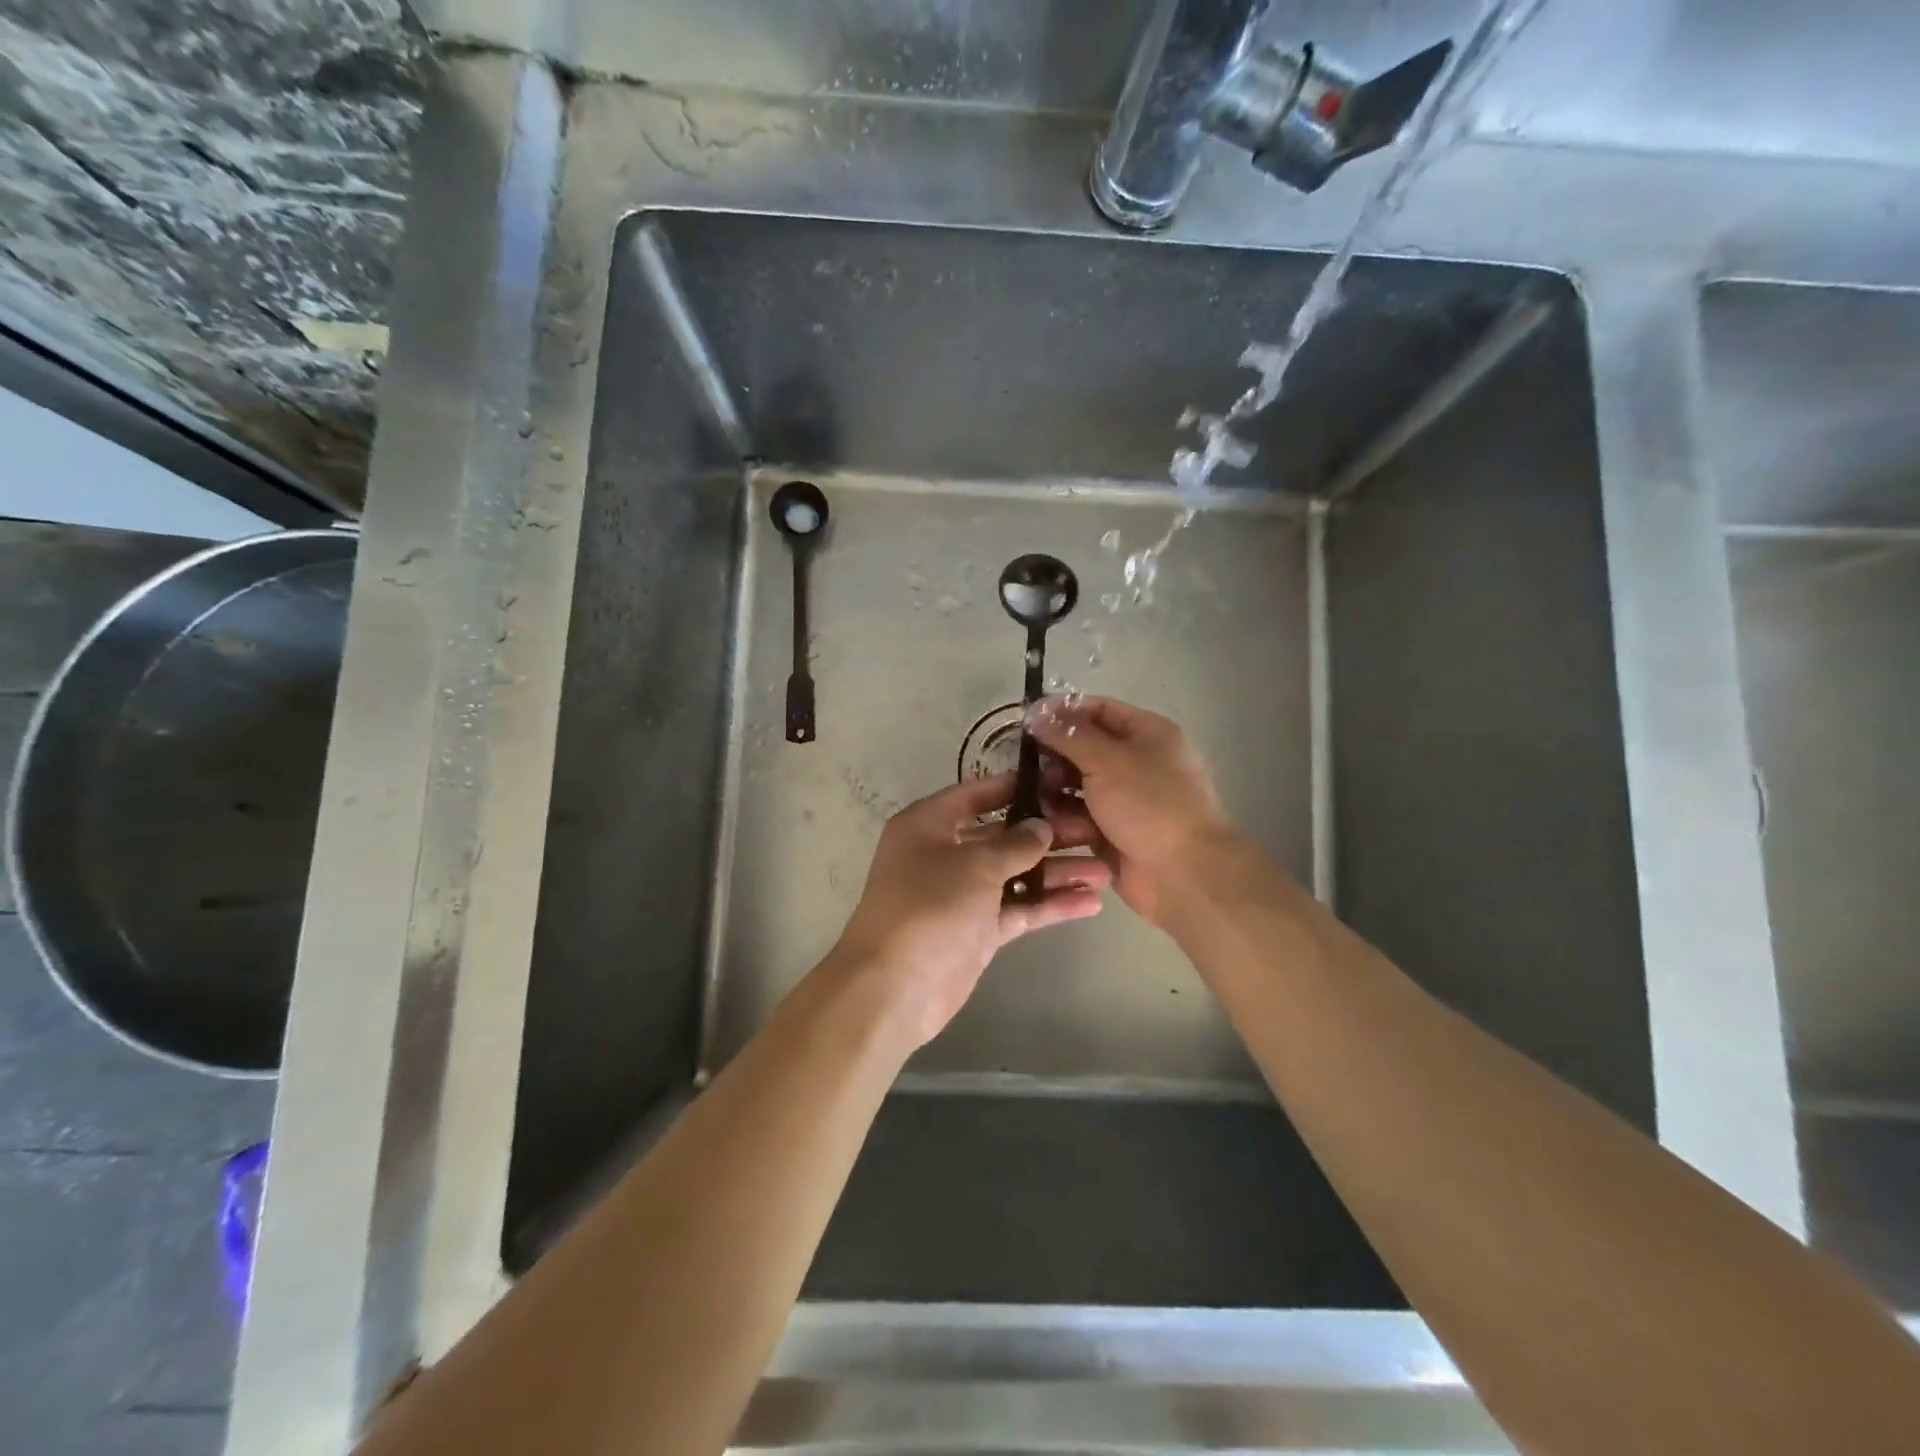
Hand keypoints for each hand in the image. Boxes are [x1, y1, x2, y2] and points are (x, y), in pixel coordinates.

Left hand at [828, 774, 1110, 1047]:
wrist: (896, 987)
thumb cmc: (929, 906)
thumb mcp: (975, 864)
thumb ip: (1015, 843)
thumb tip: (1042, 827)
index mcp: (929, 824)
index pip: (976, 794)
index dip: (1015, 787)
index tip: (1059, 784)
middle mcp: (945, 853)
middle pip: (1003, 836)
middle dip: (1049, 834)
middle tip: (1096, 830)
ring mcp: (963, 894)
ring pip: (1017, 874)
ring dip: (1057, 872)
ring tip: (1106, 868)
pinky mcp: (979, 930)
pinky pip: (1019, 909)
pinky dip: (1050, 905)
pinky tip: (1091, 902)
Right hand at [1026, 696, 1240, 927]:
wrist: (1183, 873)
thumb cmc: (1149, 805)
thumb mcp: (1107, 760)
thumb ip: (1069, 735)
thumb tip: (1036, 711)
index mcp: (1147, 734)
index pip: (1098, 709)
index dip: (1063, 712)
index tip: (1026, 720)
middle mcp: (1136, 762)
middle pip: (1084, 748)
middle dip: (1054, 756)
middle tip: (1026, 766)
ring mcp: (1124, 800)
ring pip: (1077, 785)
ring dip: (1053, 789)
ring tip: (1033, 797)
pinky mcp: (1111, 832)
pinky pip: (1079, 817)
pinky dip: (1062, 819)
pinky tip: (1042, 823)